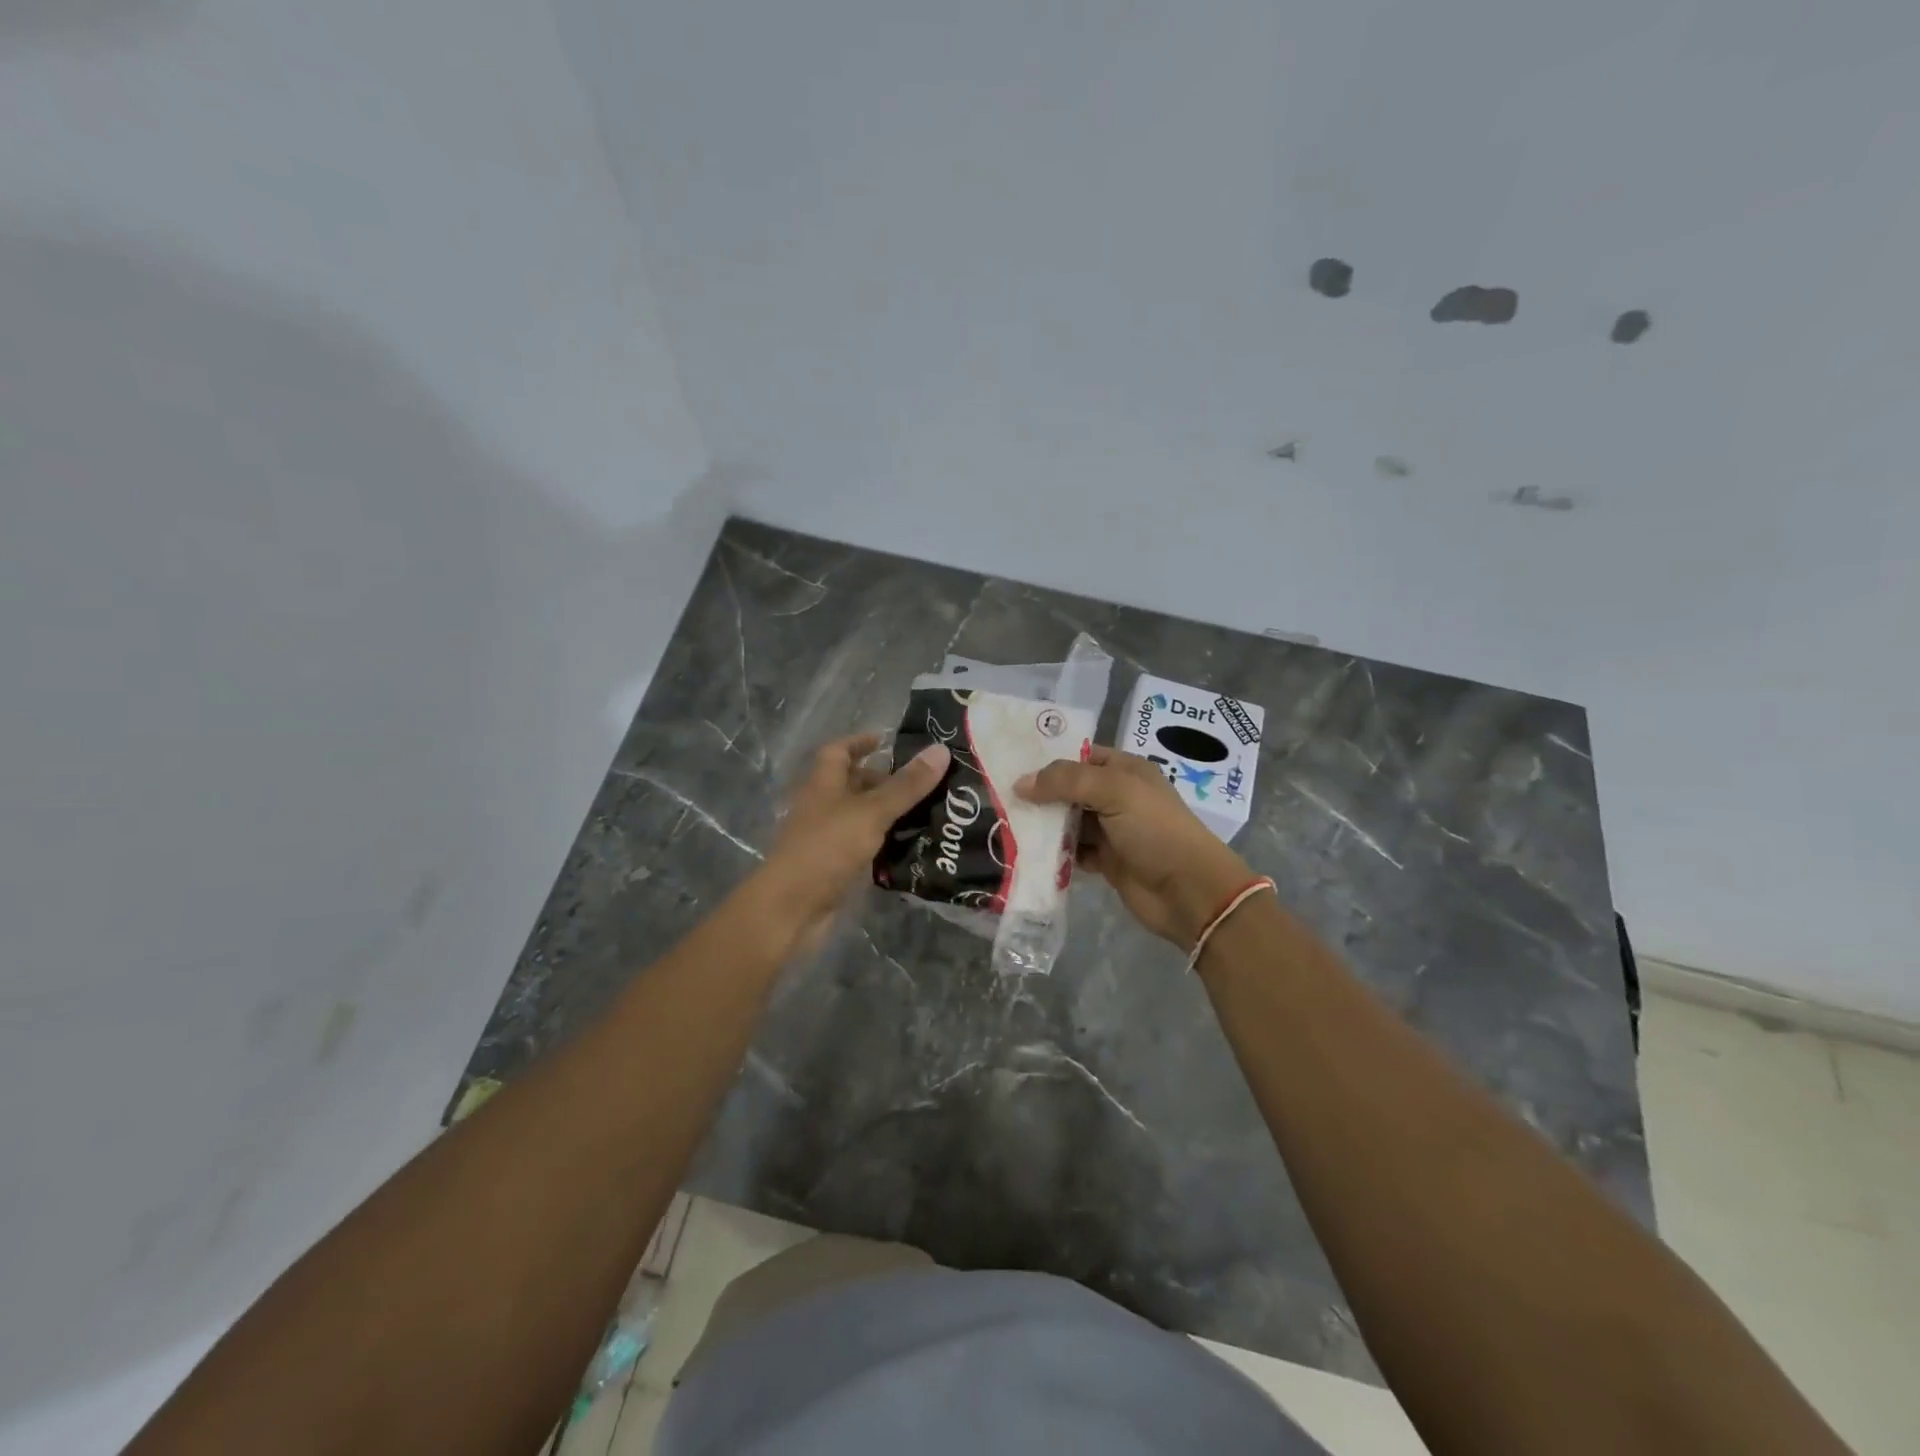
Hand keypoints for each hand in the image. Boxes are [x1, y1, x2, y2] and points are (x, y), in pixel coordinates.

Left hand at [756, 734, 949, 952]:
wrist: (792, 909)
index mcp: (823, 784)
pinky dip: (884, 843)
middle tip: (923, 782)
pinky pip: (863, 846)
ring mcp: (826, 838)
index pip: (838, 752)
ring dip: (888, 813)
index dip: (860, 742)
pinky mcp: (834, 867)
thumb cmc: (826, 848)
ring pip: (860, 817)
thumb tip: (941, 749)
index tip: (887, 740)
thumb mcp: (871, 811)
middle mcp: (822, 807)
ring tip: (929, 811)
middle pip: (852, 784)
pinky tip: (912, 847)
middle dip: (883, 780)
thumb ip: (906, 785)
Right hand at [1017, 745, 1253, 947]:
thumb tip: (1021, 784)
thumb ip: (1066, 781)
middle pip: (1070, 790)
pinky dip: (1054, 853)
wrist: (1188, 891)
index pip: (1080, 756)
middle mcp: (1117, 796)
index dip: (1048, 760)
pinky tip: (1028, 853)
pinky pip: (1072, 852)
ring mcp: (1112, 830)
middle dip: (1039, 794)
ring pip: (1068, 822)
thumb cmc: (1155, 830)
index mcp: (1125, 770)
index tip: (1010, 765)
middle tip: (998, 797)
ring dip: (1043, 826)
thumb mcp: (1114, 791)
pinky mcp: (1107, 861)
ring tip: (1005, 825)